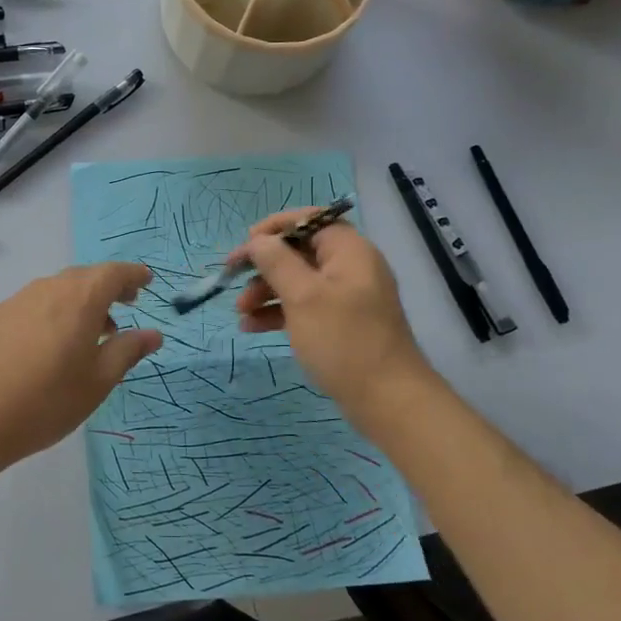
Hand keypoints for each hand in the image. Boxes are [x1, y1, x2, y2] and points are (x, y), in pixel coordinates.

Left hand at [0, 263, 162, 468]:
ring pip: (59, 289)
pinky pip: (37, 303)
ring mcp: (19, 300)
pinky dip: (55, 311)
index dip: (133, 275)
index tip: (146, 282)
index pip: (113, 273)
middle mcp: (49, 288)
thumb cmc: (48, 400)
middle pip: (85, 277)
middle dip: (108, 287)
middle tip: (125, 306)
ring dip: (81, 301)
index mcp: (80, 298)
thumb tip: (153, 333)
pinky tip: (53, 343)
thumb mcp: (99, 380)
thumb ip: (128, 350)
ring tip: (91, 332)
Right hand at [235, 211, 433, 417]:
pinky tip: (252, 327)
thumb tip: (258, 240)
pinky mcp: (341, 324)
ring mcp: (347, 298)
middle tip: (232, 279)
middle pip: (299, 252)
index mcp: (349, 251)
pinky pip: (304, 307)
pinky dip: (279, 313)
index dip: (274, 227)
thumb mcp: (303, 296)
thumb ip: (276, 261)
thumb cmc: (343, 340)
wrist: (387, 400)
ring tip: (240, 312)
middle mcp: (351, 268)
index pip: (309, 220)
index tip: (245, 245)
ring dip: (266, 291)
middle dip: (264, 265)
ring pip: (298, 282)